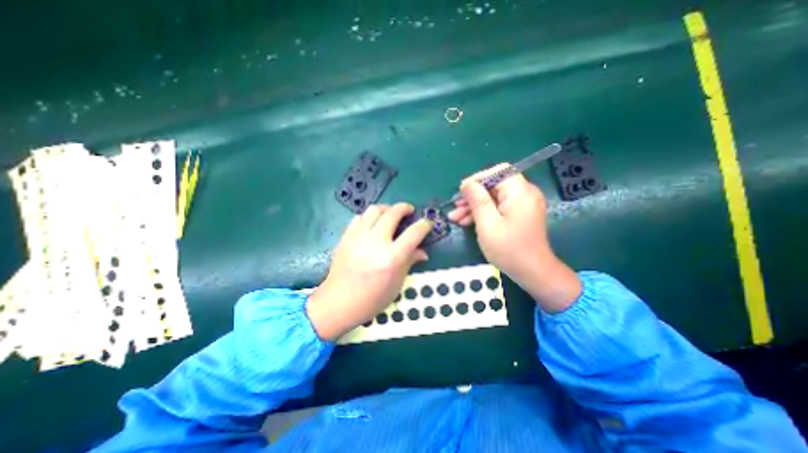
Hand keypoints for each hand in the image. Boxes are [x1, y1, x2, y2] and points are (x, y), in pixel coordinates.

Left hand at [307, 204, 432, 339]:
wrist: (338, 302)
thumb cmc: (372, 299)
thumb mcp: (396, 284)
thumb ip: (410, 262)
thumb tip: (422, 251)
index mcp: (392, 257)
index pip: (414, 232)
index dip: (424, 225)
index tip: (427, 224)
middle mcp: (376, 242)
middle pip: (393, 213)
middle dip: (405, 208)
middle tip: (409, 211)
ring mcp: (358, 237)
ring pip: (375, 209)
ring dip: (386, 209)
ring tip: (390, 215)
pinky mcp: (346, 237)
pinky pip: (360, 217)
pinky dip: (370, 217)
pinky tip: (372, 225)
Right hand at [448, 164, 581, 313]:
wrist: (533, 273)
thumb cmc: (509, 250)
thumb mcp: (488, 224)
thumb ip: (477, 201)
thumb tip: (467, 183)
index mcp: (520, 192)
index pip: (498, 172)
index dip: (478, 179)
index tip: (462, 192)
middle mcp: (524, 194)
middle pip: (494, 185)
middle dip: (473, 196)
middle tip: (455, 208)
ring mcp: (522, 204)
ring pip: (493, 197)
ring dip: (474, 206)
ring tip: (456, 218)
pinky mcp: (518, 214)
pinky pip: (498, 207)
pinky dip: (483, 213)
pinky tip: (467, 222)